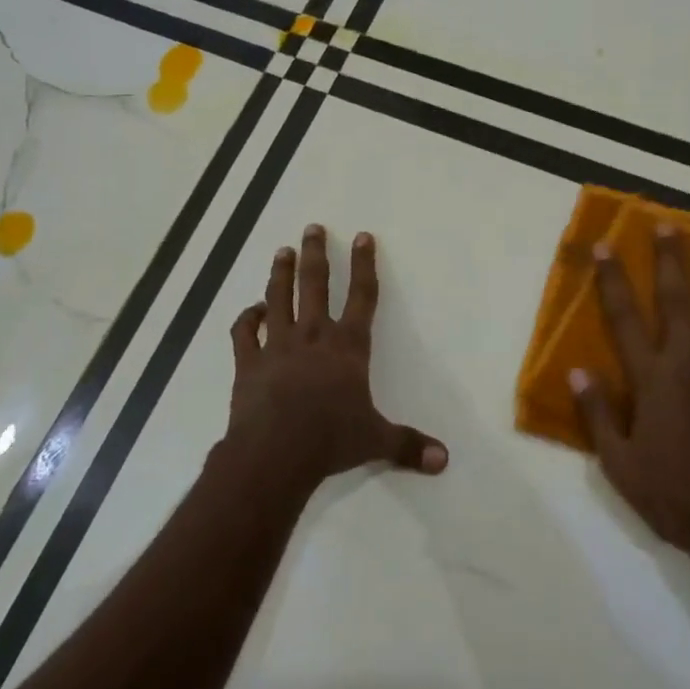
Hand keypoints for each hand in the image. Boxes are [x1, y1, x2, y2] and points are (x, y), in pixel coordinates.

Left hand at [226, 225, 447, 486]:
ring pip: (278, 298)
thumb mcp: (376, 440)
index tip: (363, 236)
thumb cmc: (331, 441)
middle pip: (315, 284)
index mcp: (348, 346)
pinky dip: (248, 318)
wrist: (275, 454)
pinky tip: (253, 310)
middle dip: (315, 253)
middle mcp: (314, 335)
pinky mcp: (248, 362)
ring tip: (282, 250)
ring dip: (280, 273)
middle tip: (312, 228)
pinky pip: (245, 332)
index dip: (364, 264)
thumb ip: (408, 445)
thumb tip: (444, 460)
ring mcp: (278, 345)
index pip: (362, 295)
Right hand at [570, 225, 689, 567]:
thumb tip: (578, 370)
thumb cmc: (671, 492)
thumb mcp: (618, 462)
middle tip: (667, 224)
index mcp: (652, 379)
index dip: (612, 280)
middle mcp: (689, 362)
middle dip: (670, 259)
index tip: (606, 247)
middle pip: (678, 299)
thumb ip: (597, 413)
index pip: (625, 318)